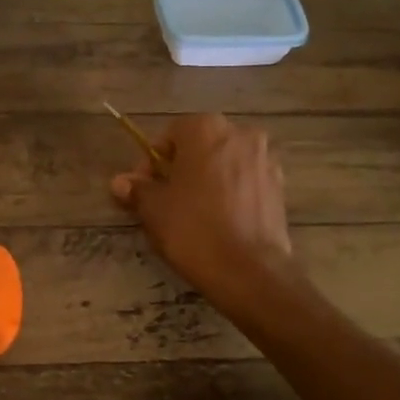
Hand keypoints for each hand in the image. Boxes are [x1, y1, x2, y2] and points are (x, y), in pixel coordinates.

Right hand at [110, 113, 296, 310]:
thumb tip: (120, 182)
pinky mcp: (279, 187)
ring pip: (225, 163)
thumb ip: (138, 189)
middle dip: (181, 168)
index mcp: (206, 129)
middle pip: (201, 146)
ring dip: (207, 179)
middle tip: (165, 200)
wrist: (249, 270)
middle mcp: (241, 134)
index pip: (171, 134)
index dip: (152, 161)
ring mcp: (265, 160)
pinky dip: (230, 193)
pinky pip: (245, 182)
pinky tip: (219, 221)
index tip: (143, 188)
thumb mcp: (154, 209)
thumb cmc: (193, 230)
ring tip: (193, 212)